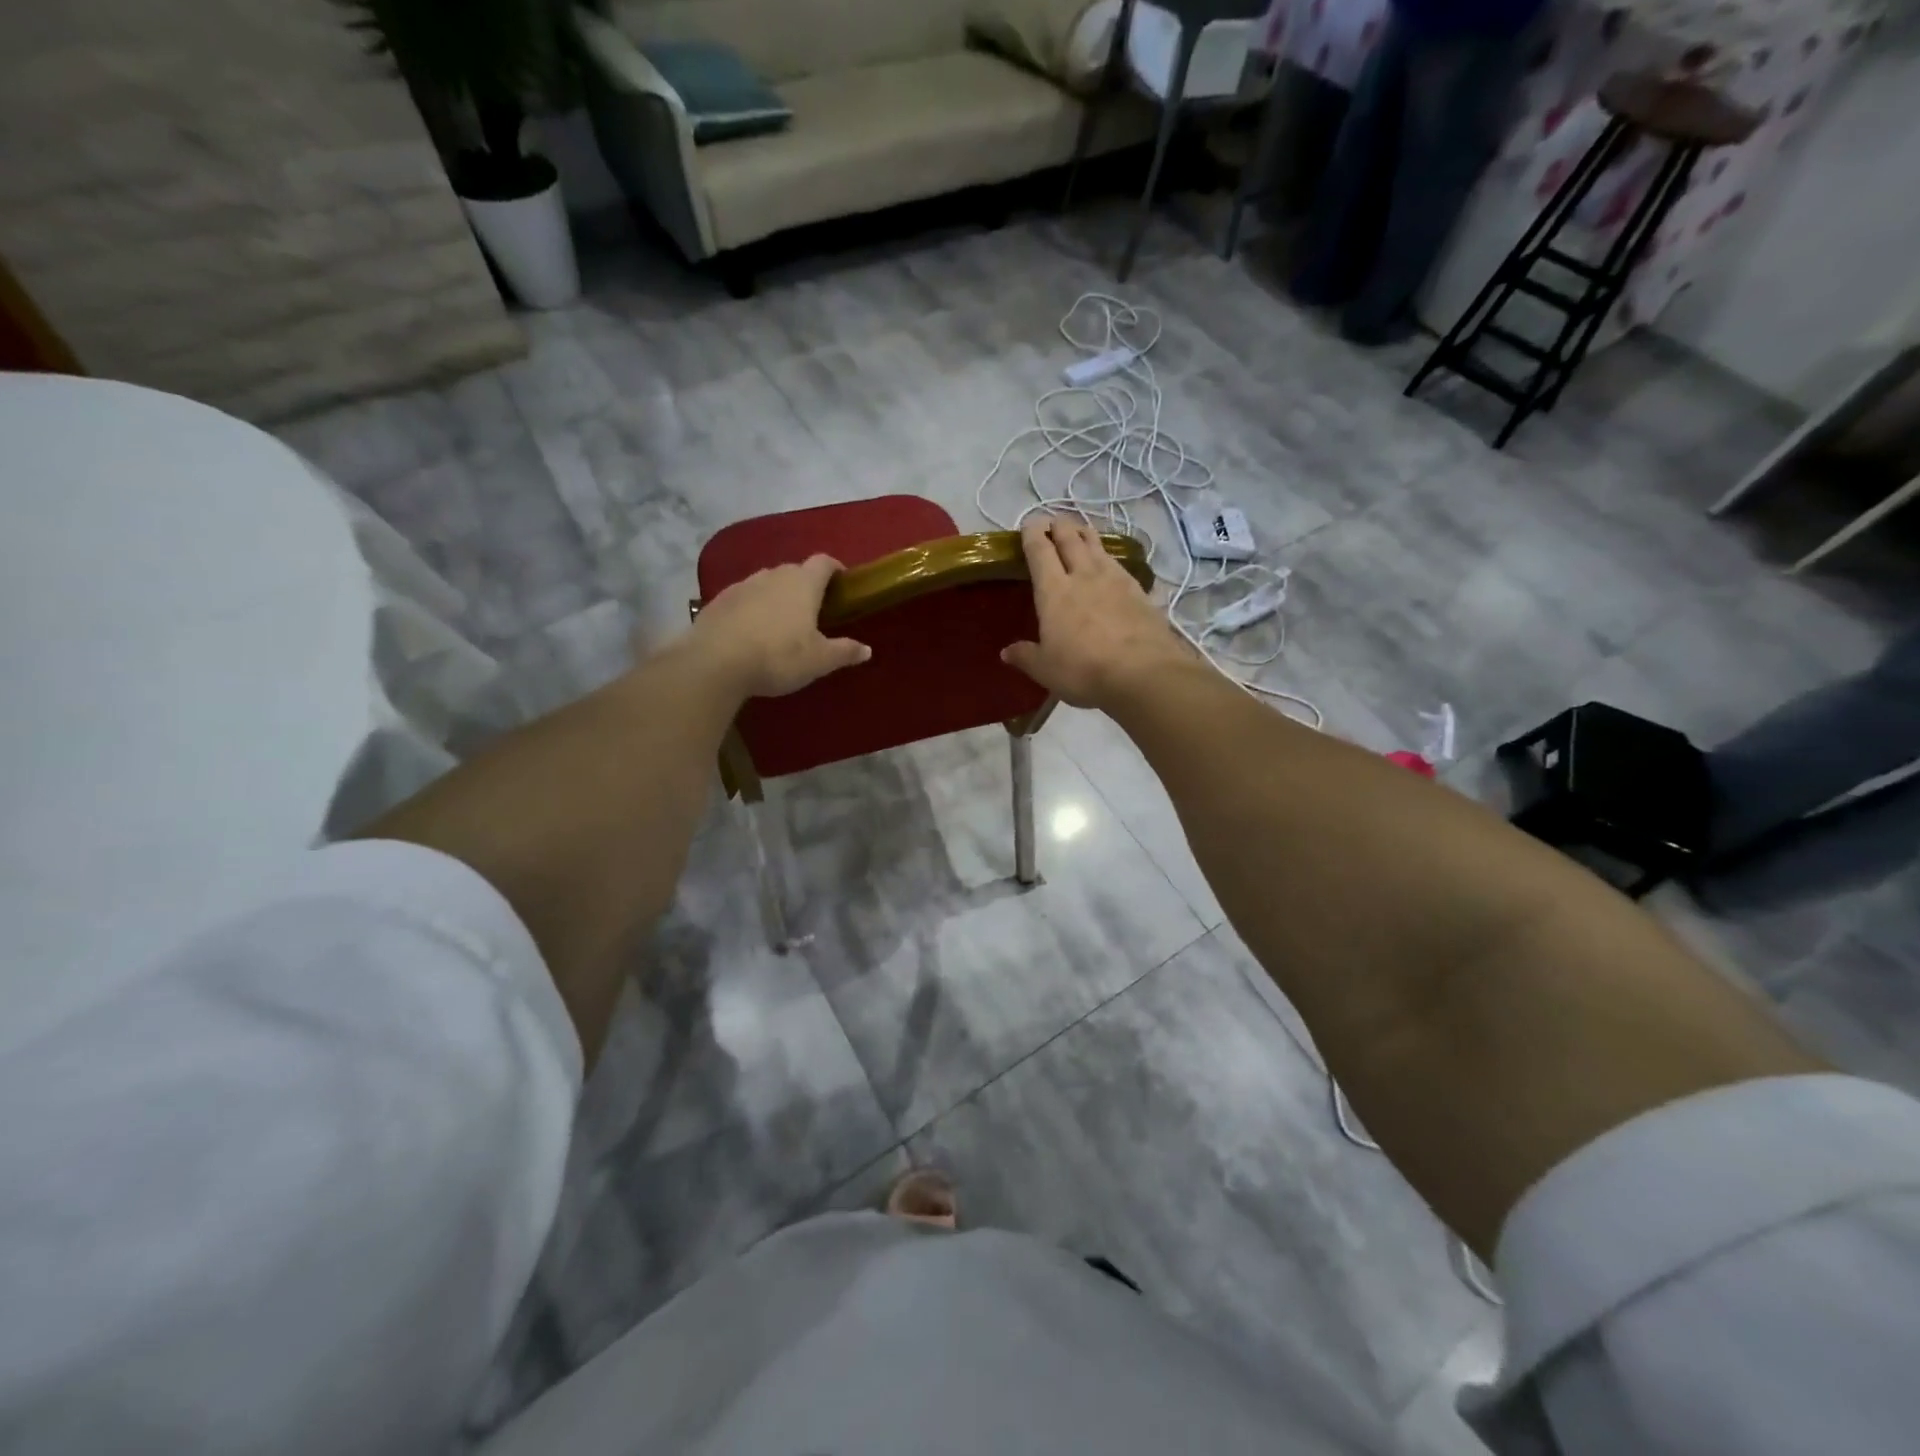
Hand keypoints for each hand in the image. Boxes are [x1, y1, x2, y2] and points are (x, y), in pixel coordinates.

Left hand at [691, 554, 870, 697]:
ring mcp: (743, 585)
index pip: (824, 562)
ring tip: (781, 621)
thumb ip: (844, 652)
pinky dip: (752, 607)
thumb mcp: (819, 660)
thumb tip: (867, 649)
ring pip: (767, 583)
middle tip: (813, 609)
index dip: (834, 569)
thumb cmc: (778, 656)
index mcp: (803, 583)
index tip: (841, 582)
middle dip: (806, 585)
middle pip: (795, 571)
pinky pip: (744, 598)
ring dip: (777, 595)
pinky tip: (751, 630)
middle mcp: (773, 575)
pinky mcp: (718, 600)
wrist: (715, 662)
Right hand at [1002, 514, 1190, 708]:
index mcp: (1054, 591)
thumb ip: (1026, 656)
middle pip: (1070, 540)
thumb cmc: (1083, 670)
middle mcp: (1084, 576)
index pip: (1040, 552)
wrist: (1143, 672)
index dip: (1032, 535)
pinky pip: (1119, 565)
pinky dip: (1109, 558)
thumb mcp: (1046, 669)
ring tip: (1081, 531)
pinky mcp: (1140, 591)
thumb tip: (1006, 652)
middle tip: (1054, 521)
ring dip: (1086, 535)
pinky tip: (1111, 564)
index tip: (1029, 524)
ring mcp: (1116, 580)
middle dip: (1060, 527)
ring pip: (1097, 546)